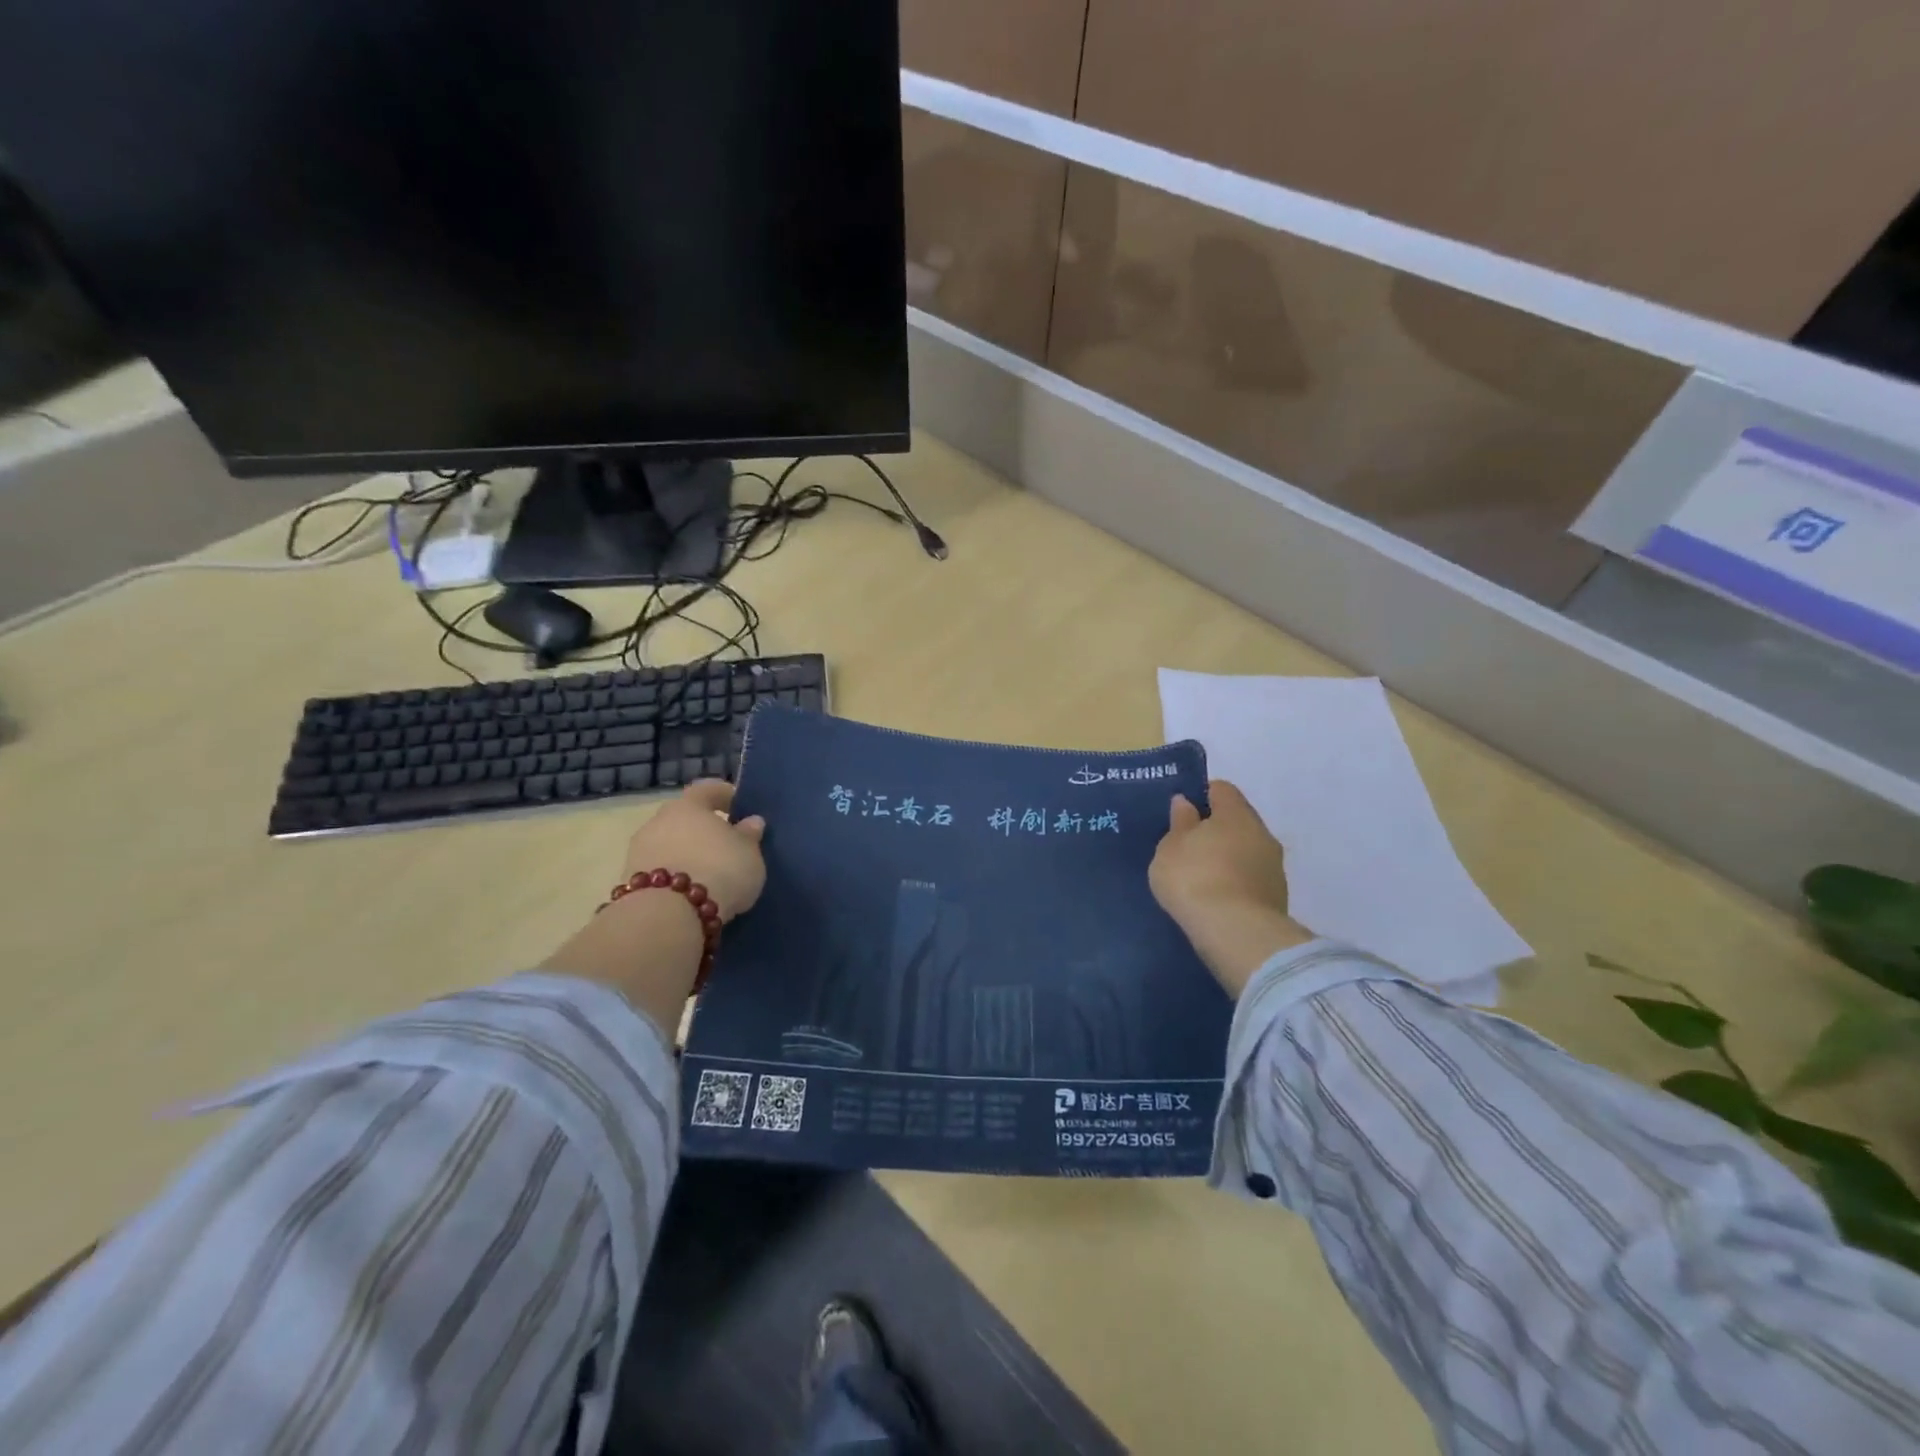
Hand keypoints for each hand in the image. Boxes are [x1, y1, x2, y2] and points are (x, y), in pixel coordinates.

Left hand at [619, 779, 766, 919]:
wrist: (668, 916)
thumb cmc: (719, 871)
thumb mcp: (749, 854)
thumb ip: (749, 836)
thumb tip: (751, 822)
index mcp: (689, 805)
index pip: (708, 789)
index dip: (725, 795)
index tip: (739, 807)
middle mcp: (659, 821)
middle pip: (684, 818)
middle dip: (703, 828)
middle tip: (725, 844)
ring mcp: (639, 851)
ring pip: (669, 845)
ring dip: (687, 854)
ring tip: (709, 874)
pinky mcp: (631, 882)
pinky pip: (660, 871)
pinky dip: (675, 876)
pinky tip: (691, 893)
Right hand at [1149, 780, 1313, 996]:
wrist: (1236, 934)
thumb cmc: (1195, 879)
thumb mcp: (1170, 848)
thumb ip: (1179, 823)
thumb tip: (1186, 803)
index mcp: (1236, 813)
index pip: (1221, 789)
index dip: (1201, 795)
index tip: (1181, 812)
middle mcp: (1262, 833)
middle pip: (1237, 820)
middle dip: (1215, 829)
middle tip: (1188, 846)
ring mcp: (1274, 867)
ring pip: (1246, 851)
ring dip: (1227, 858)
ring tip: (1200, 877)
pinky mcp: (1278, 897)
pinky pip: (1251, 878)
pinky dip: (1235, 882)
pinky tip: (1216, 897)